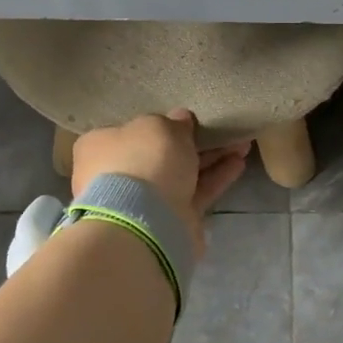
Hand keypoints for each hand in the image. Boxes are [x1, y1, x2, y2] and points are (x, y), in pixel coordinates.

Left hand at [70, 110, 250, 257]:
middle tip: (220, 130)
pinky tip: (239, 163)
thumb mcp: (159, 127)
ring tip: (242, 143)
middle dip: (192, 142)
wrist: (145, 222)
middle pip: (159, 154)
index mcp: (101, 147)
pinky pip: (196, 193)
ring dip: (211, 159)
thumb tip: (180, 120)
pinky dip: (216, 178)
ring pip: (182, 174)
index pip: (129, 131)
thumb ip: (173, 122)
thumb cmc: (143, 161)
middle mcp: (118, 175)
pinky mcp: (170, 220)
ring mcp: (144, 201)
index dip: (158, 124)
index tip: (183, 120)